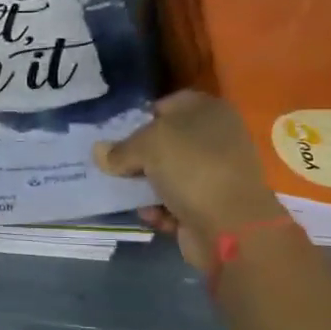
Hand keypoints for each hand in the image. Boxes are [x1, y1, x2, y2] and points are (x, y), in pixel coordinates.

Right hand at [93, 91, 280, 272]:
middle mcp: (216, 138)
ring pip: (167, 174)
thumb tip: (100, 152)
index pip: (166, 104)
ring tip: (128, 196)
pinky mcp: (211, 205)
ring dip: (146, 187)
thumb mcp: (146, 146)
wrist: (231, 225)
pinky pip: (176, 202)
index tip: (116, 138)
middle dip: (138, 157)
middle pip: (165, 142)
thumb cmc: (191, 168)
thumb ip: (119, 149)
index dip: (139, 118)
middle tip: (115, 167)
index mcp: (208, 110)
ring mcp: (215, 173)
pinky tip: (152, 216)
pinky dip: (161, 210)